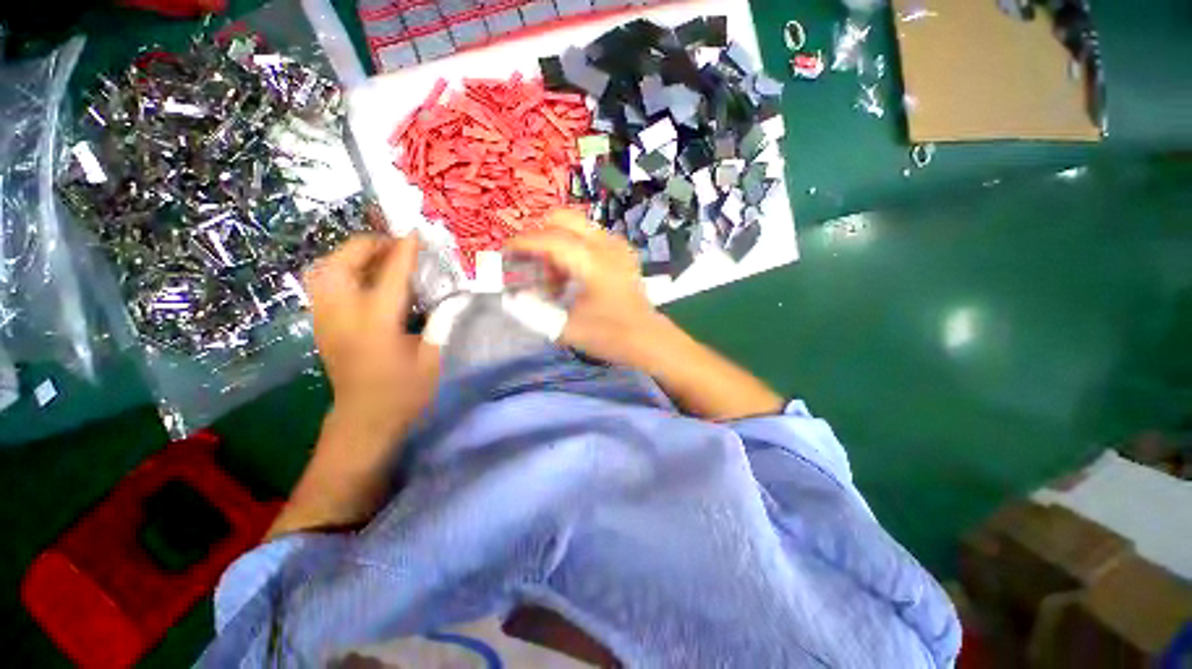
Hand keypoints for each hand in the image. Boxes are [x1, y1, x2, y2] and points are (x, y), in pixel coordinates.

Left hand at [266, 232, 439, 538]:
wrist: (364, 421)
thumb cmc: (404, 393)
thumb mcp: (433, 359)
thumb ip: (442, 323)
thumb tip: (454, 297)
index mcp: (378, 324)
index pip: (391, 275)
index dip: (405, 251)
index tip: (416, 232)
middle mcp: (344, 316)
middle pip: (343, 263)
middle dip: (369, 244)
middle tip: (396, 245)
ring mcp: (326, 320)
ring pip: (324, 271)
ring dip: (351, 255)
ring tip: (379, 257)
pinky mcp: (321, 326)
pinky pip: (322, 285)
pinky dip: (341, 270)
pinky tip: (363, 278)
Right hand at [508, 208, 670, 366]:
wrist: (648, 339)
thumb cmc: (610, 335)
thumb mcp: (566, 328)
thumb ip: (534, 310)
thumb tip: (512, 297)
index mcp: (592, 261)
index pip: (549, 239)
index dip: (523, 243)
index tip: (505, 253)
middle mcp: (606, 244)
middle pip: (564, 219)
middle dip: (540, 236)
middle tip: (531, 263)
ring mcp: (617, 245)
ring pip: (577, 226)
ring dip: (557, 243)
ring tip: (554, 278)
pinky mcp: (622, 252)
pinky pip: (590, 237)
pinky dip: (573, 248)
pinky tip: (573, 275)